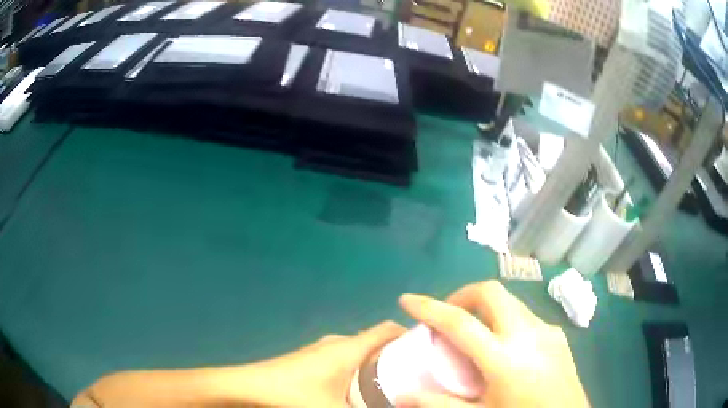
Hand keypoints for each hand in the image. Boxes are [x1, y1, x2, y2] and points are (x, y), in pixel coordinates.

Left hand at [245, 320, 405, 406]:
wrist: (246, 389)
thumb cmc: (293, 397)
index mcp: (347, 348)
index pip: (387, 329)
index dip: (410, 335)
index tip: (428, 352)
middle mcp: (335, 343)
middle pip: (374, 341)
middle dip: (395, 356)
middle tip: (414, 376)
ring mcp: (319, 350)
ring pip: (357, 351)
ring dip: (375, 364)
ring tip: (390, 385)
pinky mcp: (308, 360)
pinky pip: (343, 359)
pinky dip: (357, 369)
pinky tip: (357, 390)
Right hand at [396, 281, 588, 407]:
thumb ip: (440, 404)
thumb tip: (401, 396)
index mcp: (504, 358)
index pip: (459, 322)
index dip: (428, 307)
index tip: (406, 300)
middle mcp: (527, 333)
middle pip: (491, 292)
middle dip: (463, 295)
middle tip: (448, 317)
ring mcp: (546, 330)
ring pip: (510, 301)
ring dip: (485, 308)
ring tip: (474, 335)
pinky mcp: (557, 335)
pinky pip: (525, 316)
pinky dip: (505, 320)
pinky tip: (505, 349)